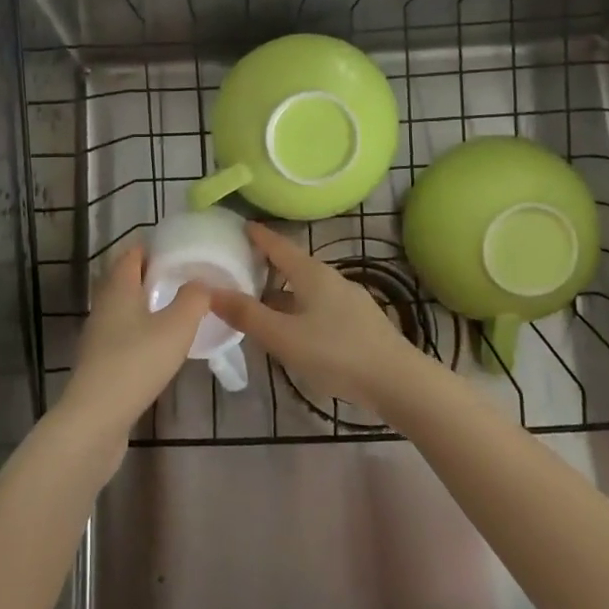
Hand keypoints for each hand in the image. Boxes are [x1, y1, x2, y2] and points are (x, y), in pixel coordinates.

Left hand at [55, 246, 207, 445]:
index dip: (153, 247)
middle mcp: (103, 304)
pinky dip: (141, 331)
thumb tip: (201, 282)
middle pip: (126, 279)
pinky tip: (160, 346)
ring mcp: (98, 335)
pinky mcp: (99, 362)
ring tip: (178, 311)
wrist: (96, 418)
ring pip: (124, 308)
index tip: (179, 250)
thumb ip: (194, 298)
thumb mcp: (177, 326)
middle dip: (152, 276)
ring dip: (147, 305)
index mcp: (118, 287)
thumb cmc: (137, 362)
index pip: (132, 253)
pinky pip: (123, 334)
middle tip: (184, 280)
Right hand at [209, 224, 424, 411]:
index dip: (258, 235)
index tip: (239, 226)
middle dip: (268, 265)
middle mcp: (331, 279)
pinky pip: (320, 305)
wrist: (399, 382)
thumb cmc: (336, 354)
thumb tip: (210, 292)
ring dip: (283, 291)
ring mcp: (349, 300)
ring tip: (261, 302)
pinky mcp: (360, 322)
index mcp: (311, 274)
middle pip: (293, 265)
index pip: (278, 245)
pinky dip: (299, 308)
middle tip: (241, 268)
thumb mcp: (283, 337)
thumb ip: (247, 315)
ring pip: (307, 288)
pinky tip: (294, 329)